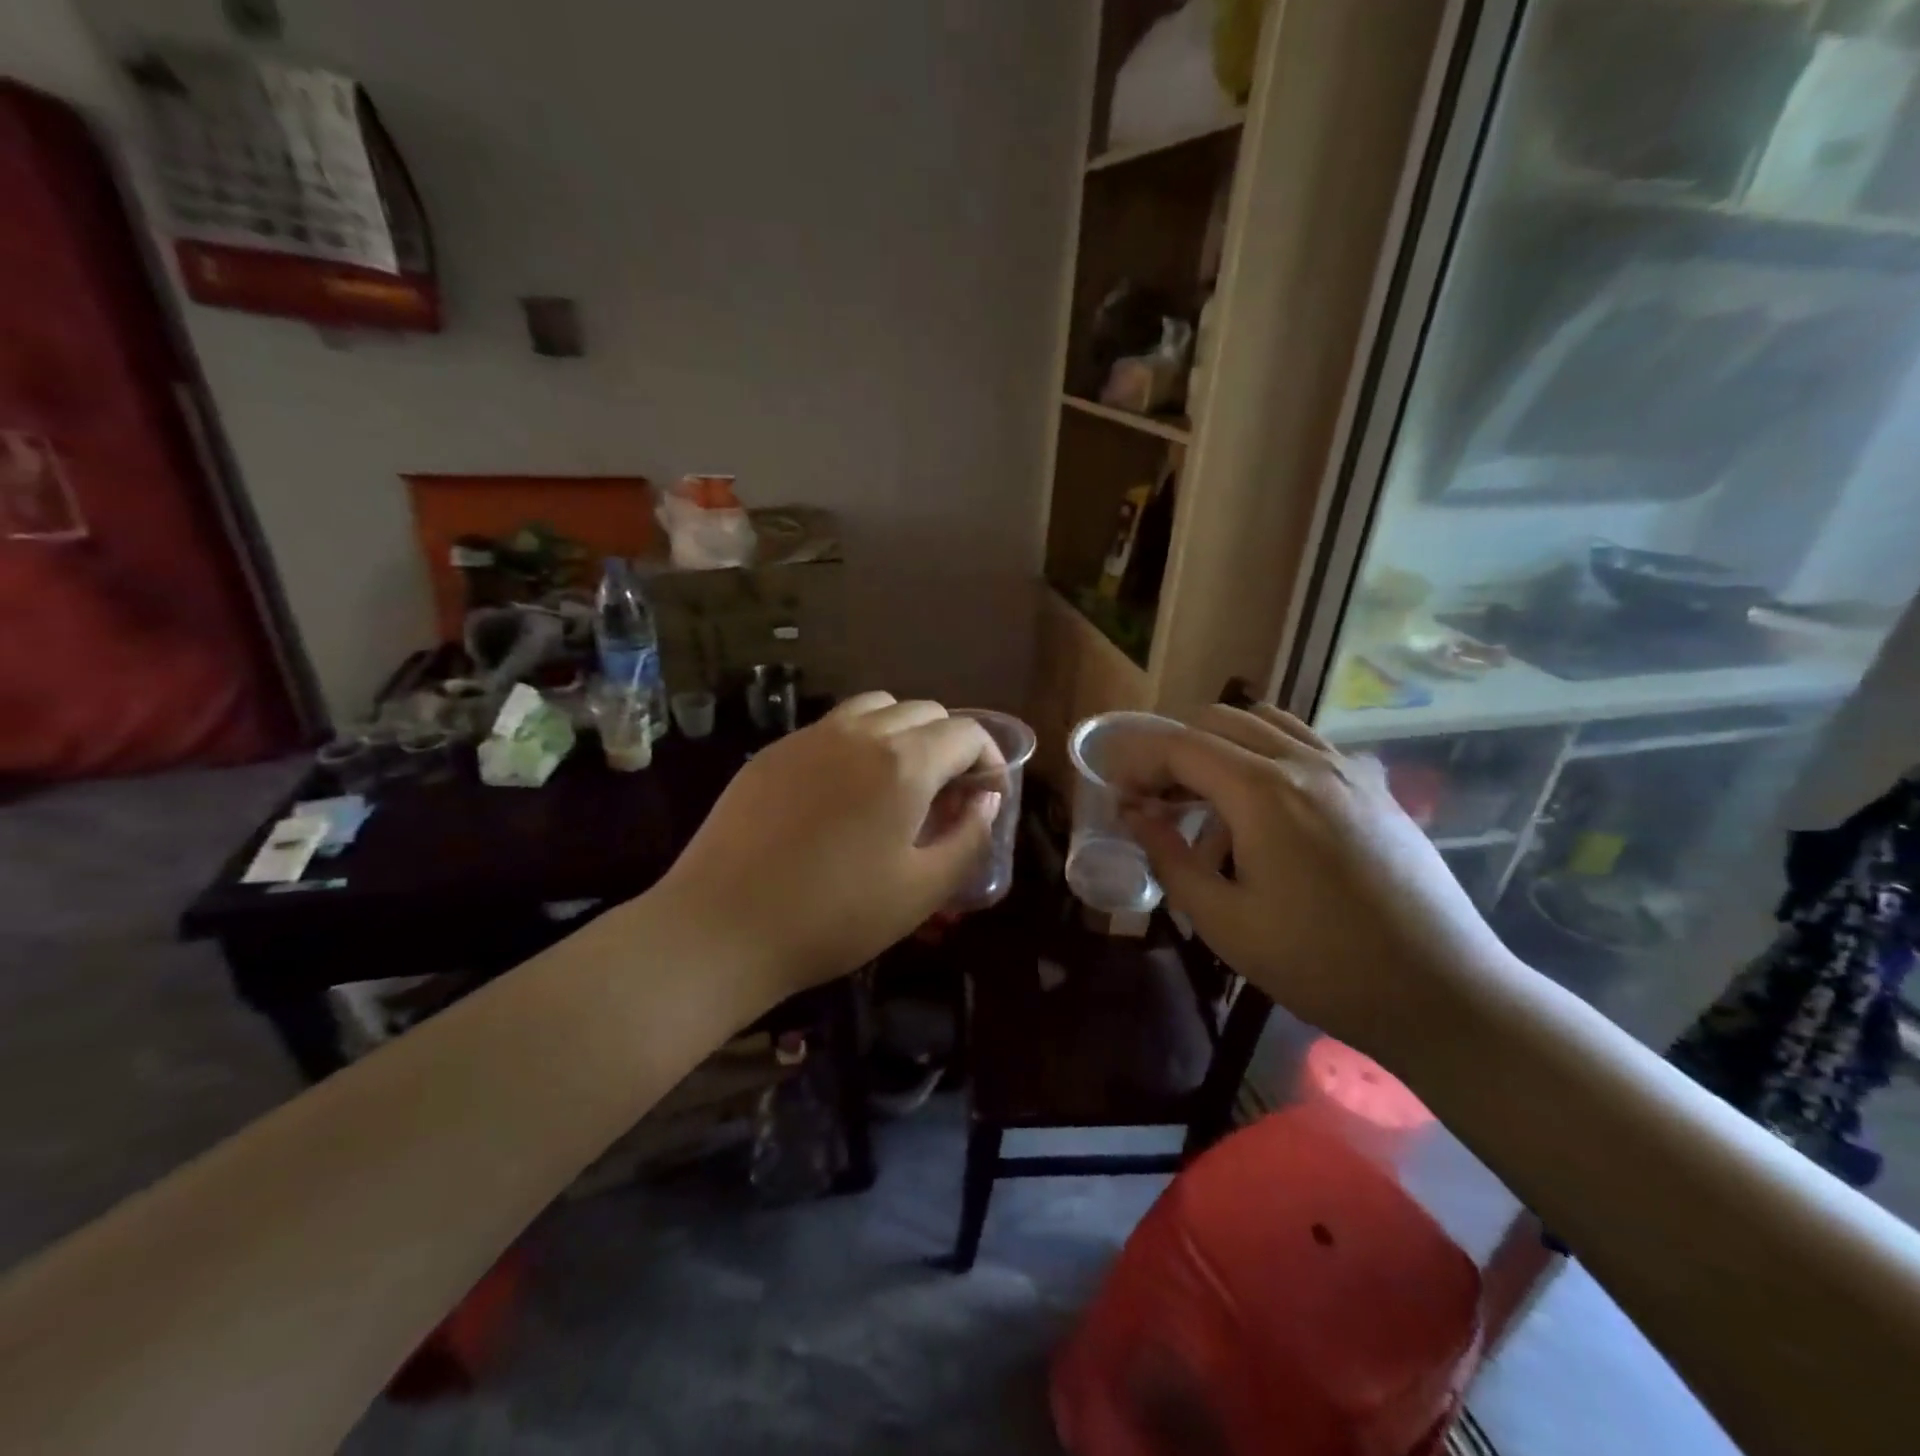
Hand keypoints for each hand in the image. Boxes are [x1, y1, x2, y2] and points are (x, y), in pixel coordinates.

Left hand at [653, 692, 1000, 1002]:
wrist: (721, 928)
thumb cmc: (833, 918)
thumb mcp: (921, 891)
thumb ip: (968, 839)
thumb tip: (985, 801)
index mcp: (903, 763)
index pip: (966, 733)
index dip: (989, 759)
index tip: (987, 796)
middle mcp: (859, 733)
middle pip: (924, 711)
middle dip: (950, 744)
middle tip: (947, 795)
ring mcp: (810, 737)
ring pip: (877, 707)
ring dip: (904, 732)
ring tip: (900, 781)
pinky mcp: (774, 751)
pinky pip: (832, 726)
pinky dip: (859, 741)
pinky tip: (845, 790)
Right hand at [1122, 703, 1518, 1052]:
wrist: (1440, 992)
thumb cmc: (1319, 964)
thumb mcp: (1224, 921)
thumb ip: (1169, 857)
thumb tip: (1134, 814)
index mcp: (1262, 791)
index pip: (1181, 746)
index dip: (1139, 762)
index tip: (1119, 794)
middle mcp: (1304, 762)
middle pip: (1221, 720)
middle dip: (1175, 748)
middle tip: (1155, 795)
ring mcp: (1346, 769)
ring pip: (1267, 722)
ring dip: (1222, 744)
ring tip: (1207, 795)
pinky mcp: (1374, 787)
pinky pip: (1308, 744)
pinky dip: (1268, 754)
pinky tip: (1268, 806)